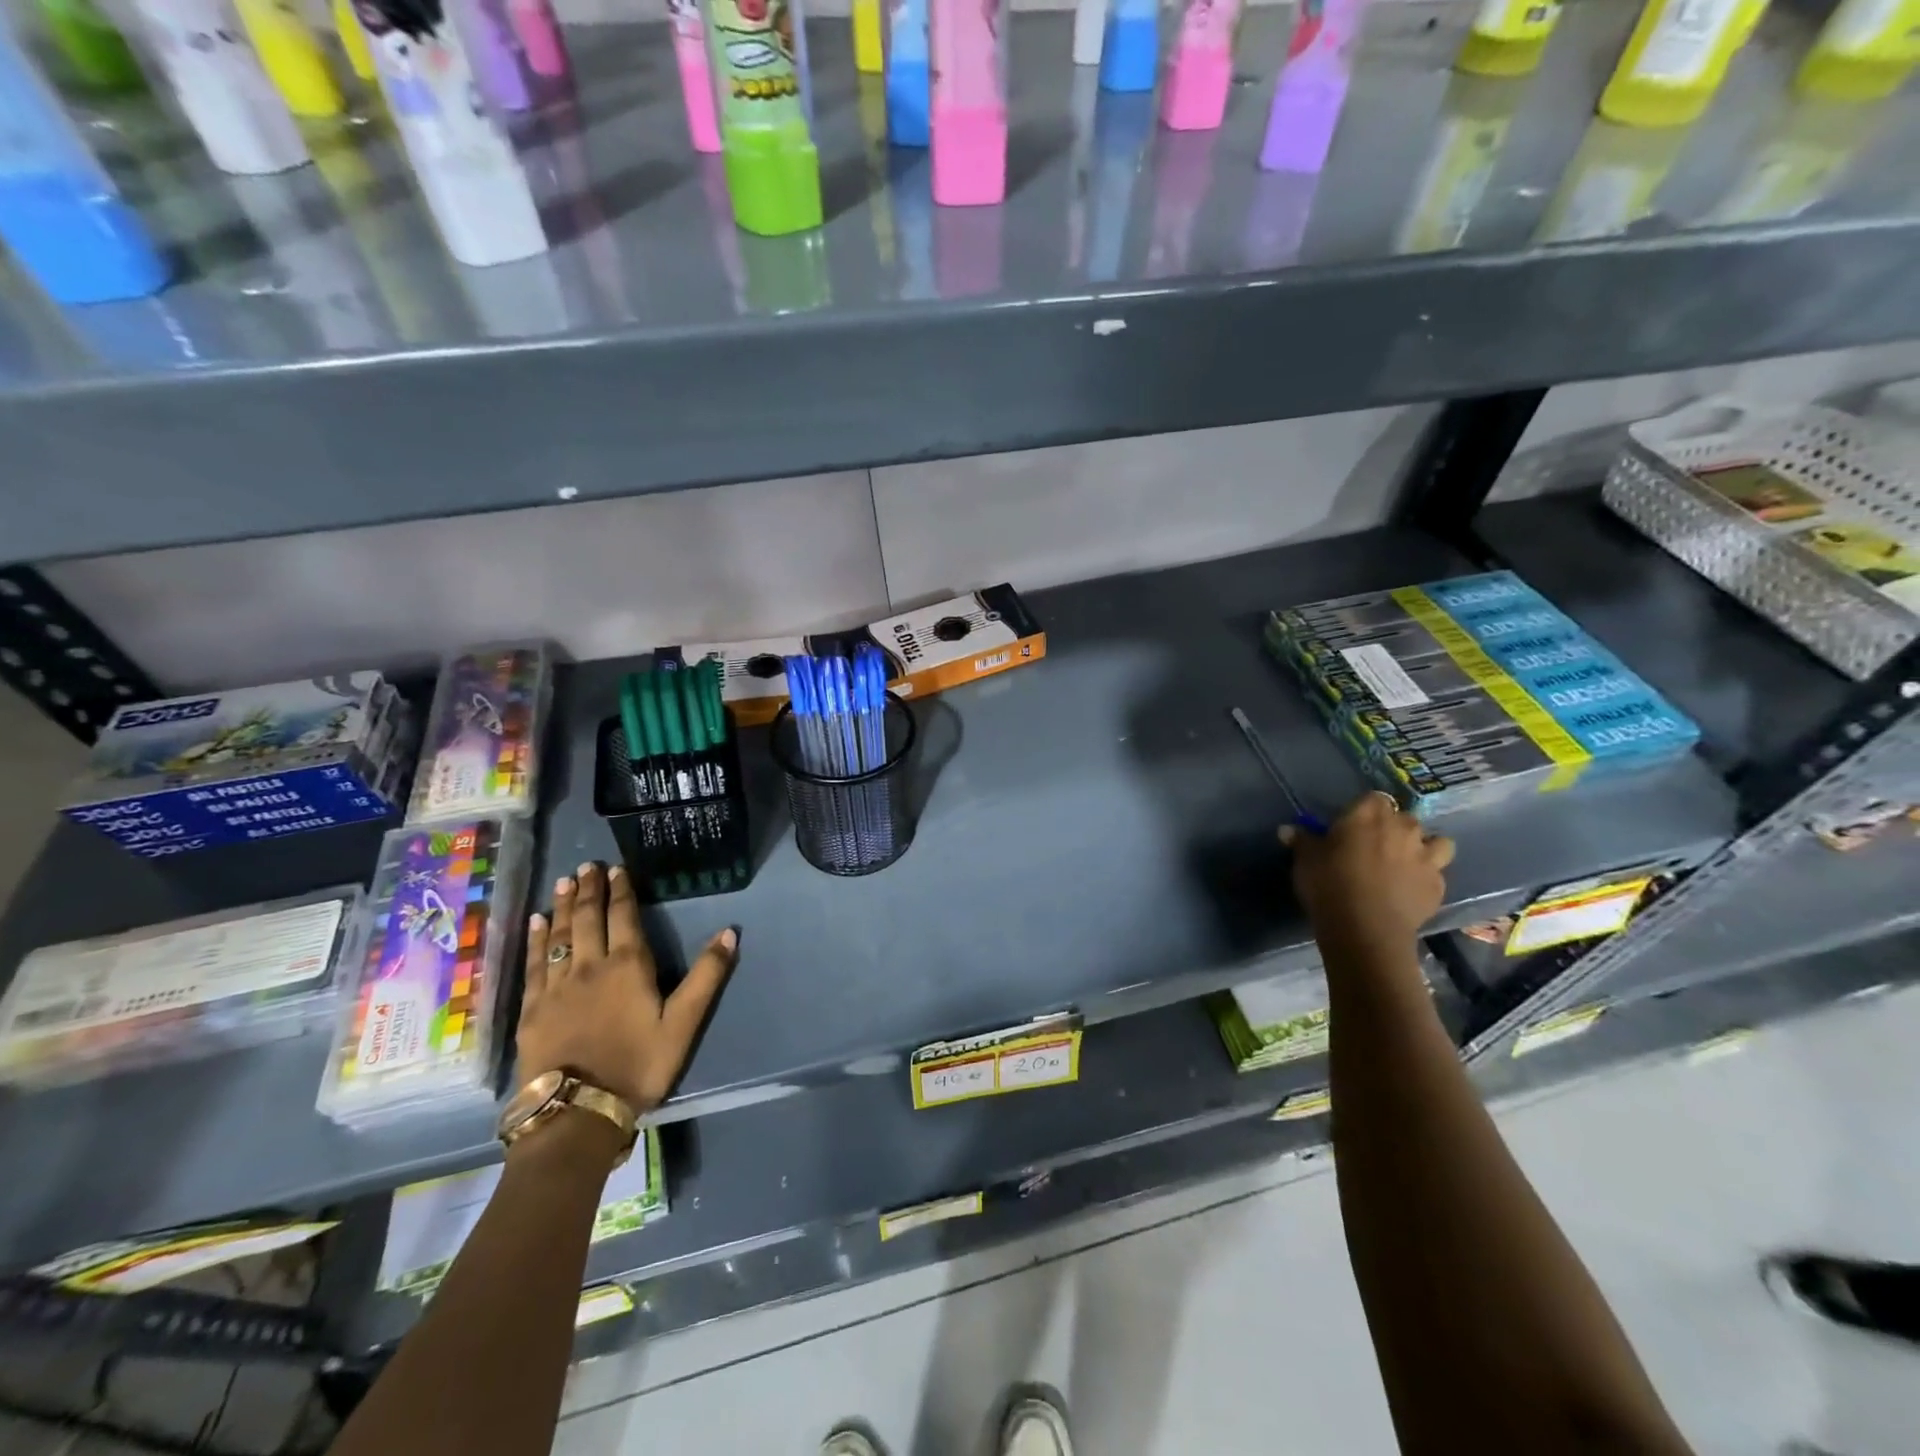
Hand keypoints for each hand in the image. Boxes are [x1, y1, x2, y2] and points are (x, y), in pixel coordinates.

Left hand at [518, 862, 738, 1116]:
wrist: (578, 1111)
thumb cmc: (638, 1065)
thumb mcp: (684, 1022)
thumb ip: (707, 976)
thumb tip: (730, 932)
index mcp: (628, 965)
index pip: (623, 916)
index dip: (621, 890)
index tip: (616, 868)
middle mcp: (590, 965)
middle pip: (587, 918)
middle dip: (589, 890)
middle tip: (587, 866)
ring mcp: (556, 986)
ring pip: (559, 935)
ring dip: (562, 905)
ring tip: (564, 882)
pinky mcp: (532, 1008)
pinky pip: (534, 963)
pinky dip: (536, 939)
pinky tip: (536, 924)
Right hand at [1281, 792, 1454, 955]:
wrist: (1365, 929)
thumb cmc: (1329, 884)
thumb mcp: (1305, 860)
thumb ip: (1302, 841)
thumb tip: (1287, 830)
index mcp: (1368, 815)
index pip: (1373, 798)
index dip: (1364, 810)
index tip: (1351, 825)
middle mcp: (1403, 828)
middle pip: (1404, 817)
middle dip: (1393, 827)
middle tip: (1374, 845)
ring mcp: (1426, 857)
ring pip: (1436, 841)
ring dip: (1424, 847)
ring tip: (1405, 861)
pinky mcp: (1437, 885)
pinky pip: (1436, 873)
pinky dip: (1425, 877)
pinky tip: (1409, 889)